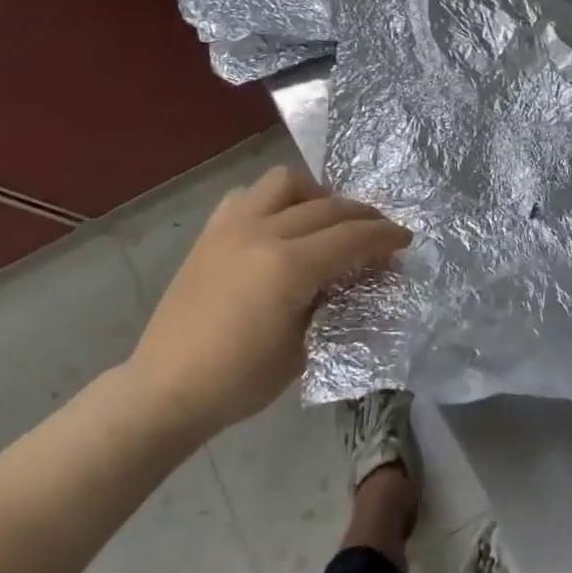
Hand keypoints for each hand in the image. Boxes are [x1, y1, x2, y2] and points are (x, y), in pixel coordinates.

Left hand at [126, 166, 410, 435]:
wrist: (166, 389)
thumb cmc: (239, 380)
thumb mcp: (304, 347)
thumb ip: (334, 302)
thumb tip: (358, 276)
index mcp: (288, 266)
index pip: (351, 237)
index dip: (385, 236)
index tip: (405, 239)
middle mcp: (263, 232)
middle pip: (328, 207)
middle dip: (362, 216)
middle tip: (379, 233)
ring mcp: (232, 226)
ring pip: (286, 183)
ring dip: (316, 195)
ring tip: (326, 219)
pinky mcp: (211, 231)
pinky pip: (248, 195)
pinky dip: (273, 201)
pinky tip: (279, 224)